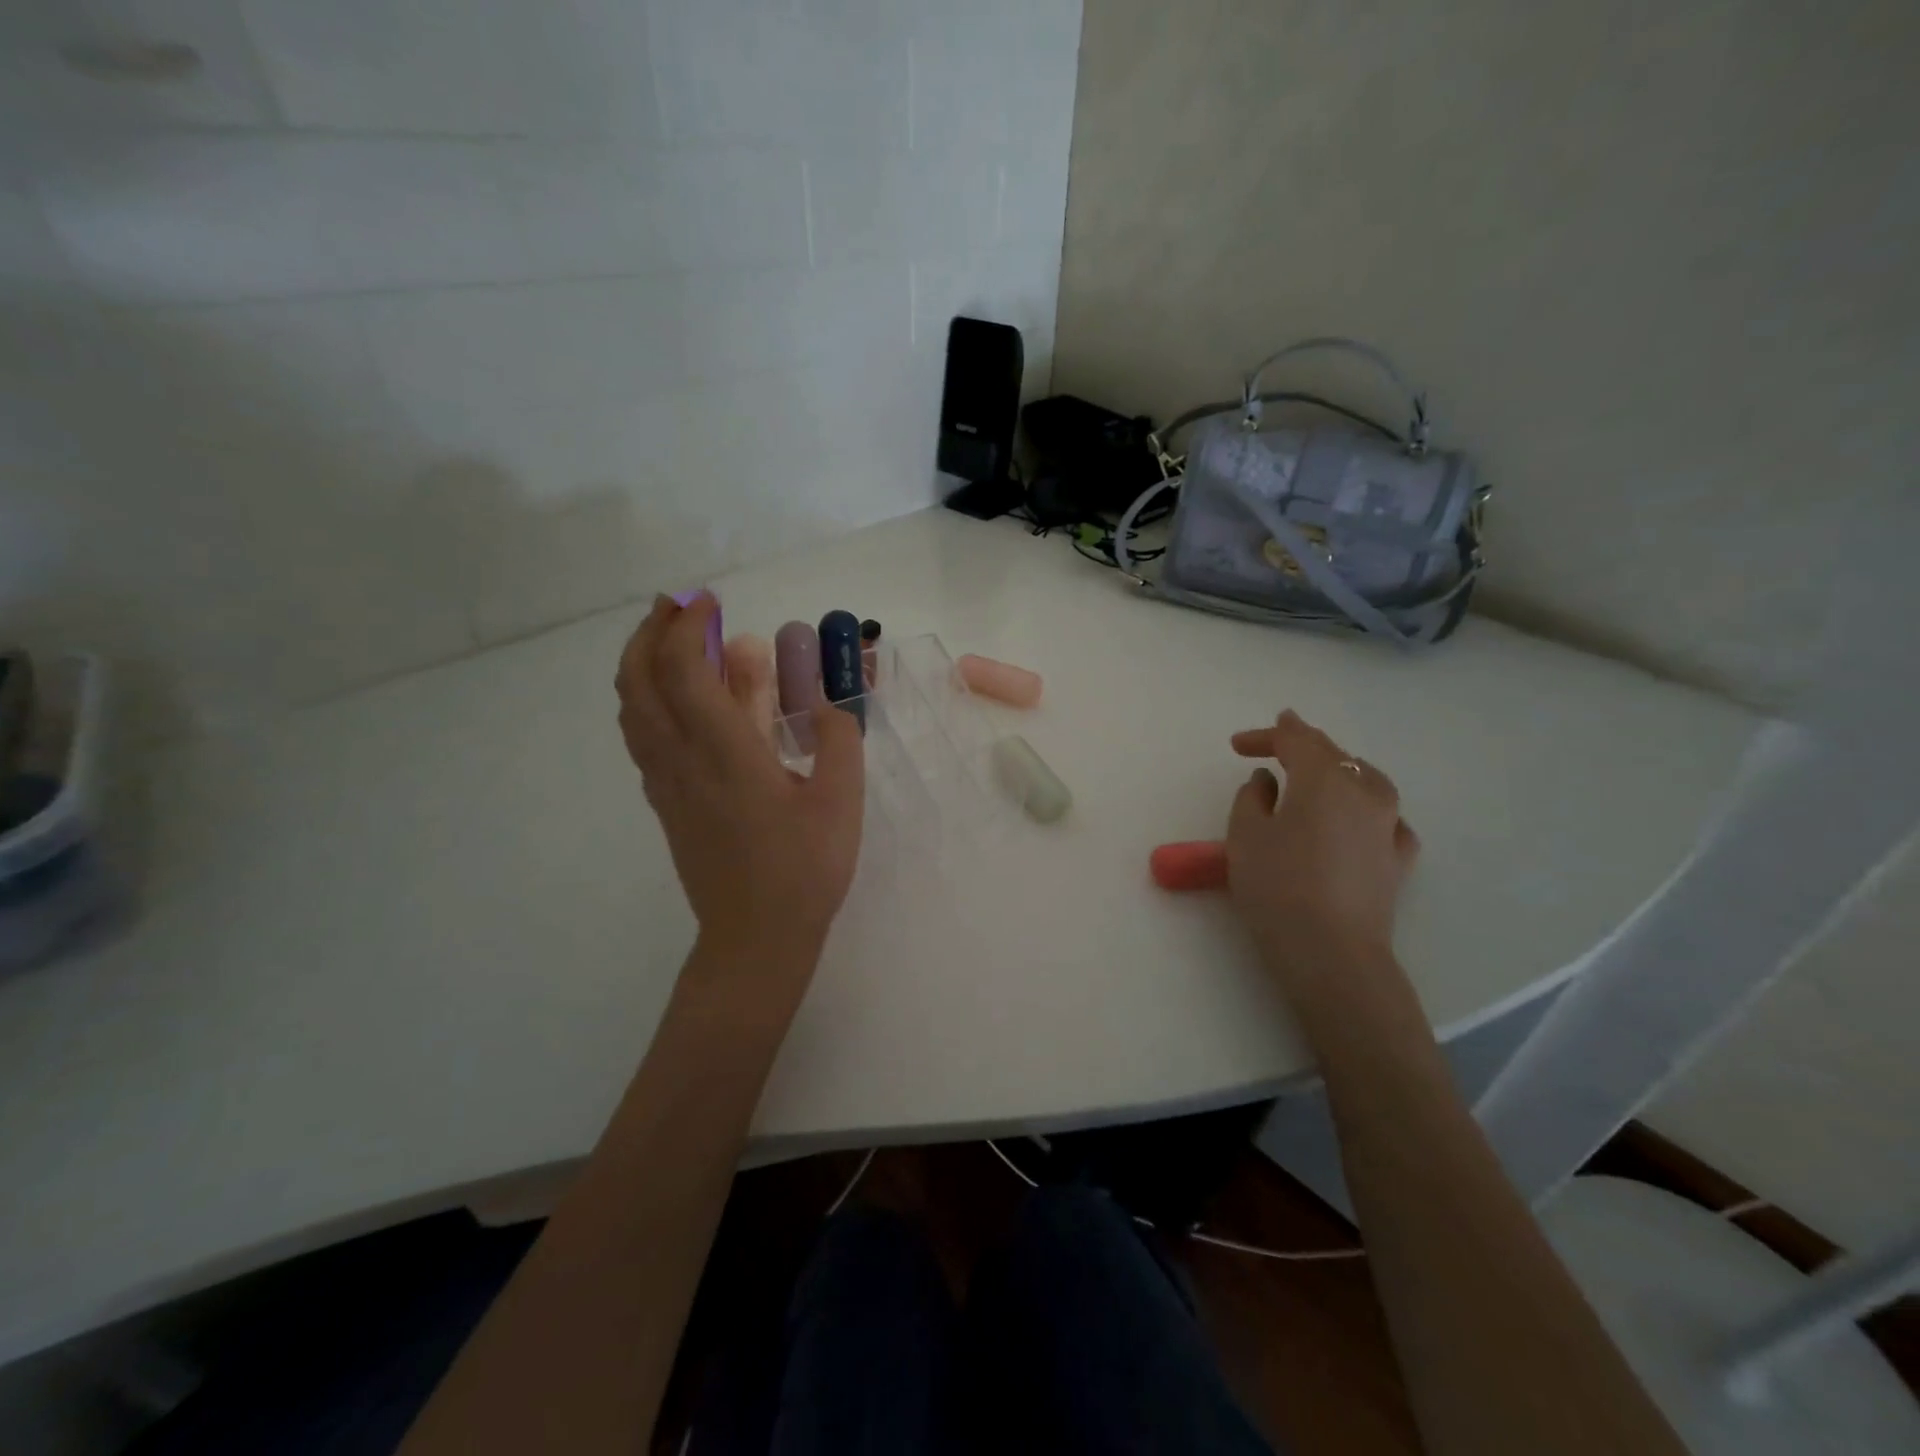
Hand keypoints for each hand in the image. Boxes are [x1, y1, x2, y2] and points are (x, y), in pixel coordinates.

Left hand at [616, 594, 864, 977]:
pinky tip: (678, 700)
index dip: (688, 626)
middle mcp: (681, 760)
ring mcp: (666, 784)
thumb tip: (824, 701)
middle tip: (678, 606)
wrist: (755, 939)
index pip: (684, 671)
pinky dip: (648, 699)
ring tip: (673, 641)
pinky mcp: (666, 804)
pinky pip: (642, 736)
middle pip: (638, 680)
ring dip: (643, 663)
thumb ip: (837, 737)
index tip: (708, 600)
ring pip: (632, 709)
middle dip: (651, 632)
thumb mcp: (840, 799)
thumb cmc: (803, 869)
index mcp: (723, 753)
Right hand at [1226, 710, 1418, 986]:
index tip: (1237, 745)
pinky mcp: (1398, 859)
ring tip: (1317, 776)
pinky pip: (1385, 818)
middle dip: (1301, 744)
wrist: (1332, 952)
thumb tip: (1269, 781)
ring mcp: (1389, 825)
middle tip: (1272, 745)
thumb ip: (1252, 797)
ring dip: (1338, 770)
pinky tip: (1357, 820)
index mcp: (1324, 778)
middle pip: (1333, 754)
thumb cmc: (1278, 886)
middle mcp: (1364, 791)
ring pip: (1366, 779)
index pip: (1295, 740)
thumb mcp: (1245, 834)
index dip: (1265, 736)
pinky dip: (1365, 808)